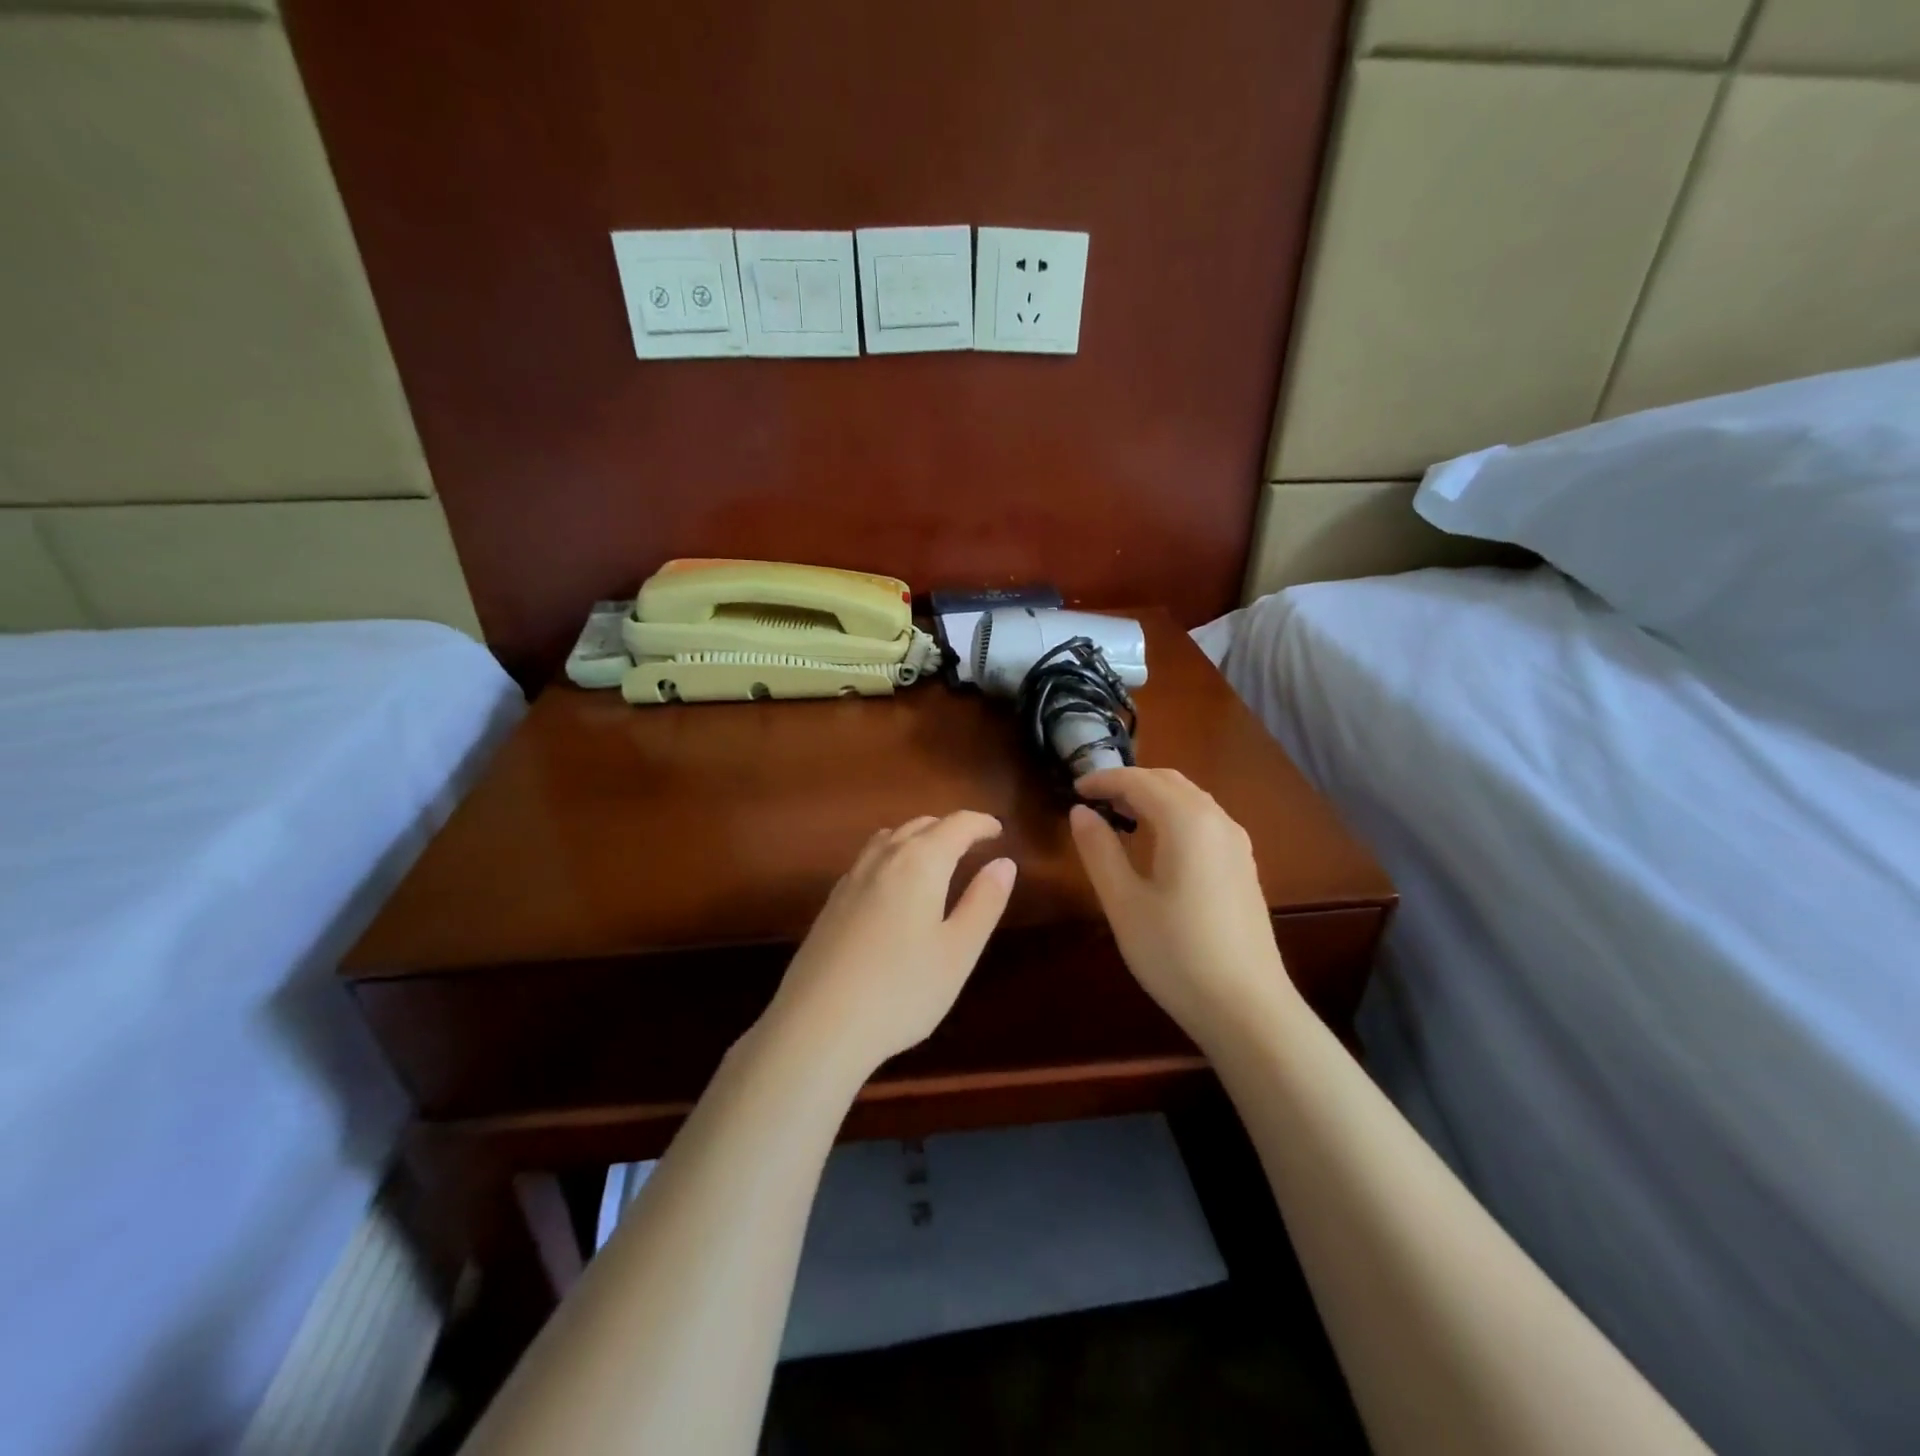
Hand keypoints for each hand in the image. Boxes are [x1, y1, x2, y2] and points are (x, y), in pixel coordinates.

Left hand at [760, 812, 1016, 1079]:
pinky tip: (893, 884)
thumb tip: (1004, 863)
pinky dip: (892, 855)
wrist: (818, 1025)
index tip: (998, 829)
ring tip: (935, 856)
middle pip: (920, 825)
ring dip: (917, 837)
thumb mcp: (958, 951)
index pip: (956, 825)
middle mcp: (883, 859)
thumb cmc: (902, 990)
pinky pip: (868, 859)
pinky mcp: (831, 902)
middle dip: (950, 828)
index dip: (981, 823)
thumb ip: (984, 902)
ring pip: (889, 838)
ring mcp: (851, 879)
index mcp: (920, 863)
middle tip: (973, 843)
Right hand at [1070, 768, 1299, 1049]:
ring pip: (1191, 799)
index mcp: (1187, 821)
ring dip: (1153, 797)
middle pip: (1169, 781)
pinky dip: (1174, 815)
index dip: (1103, 779)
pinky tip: (1158, 844)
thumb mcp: (1123, 902)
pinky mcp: (1244, 866)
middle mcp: (1218, 821)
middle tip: (1094, 799)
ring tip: (1120, 817)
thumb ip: (1099, 850)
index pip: (1139, 781)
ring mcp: (1237, 844)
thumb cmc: (1175, 953)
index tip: (1074, 789)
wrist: (1247, 1008)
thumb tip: (1080, 812)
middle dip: (1129, 782)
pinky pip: (1205, 820)